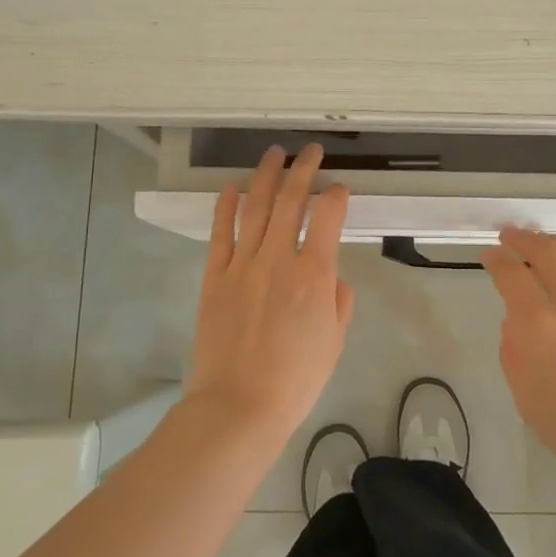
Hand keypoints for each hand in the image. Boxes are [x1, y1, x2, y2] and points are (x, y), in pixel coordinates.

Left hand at [186, 144, 354, 443]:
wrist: (239, 405)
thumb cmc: (295, 379)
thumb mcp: (334, 341)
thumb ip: (339, 300)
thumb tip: (331, 276)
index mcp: (314, 274)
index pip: (327, 216)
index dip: (337, 196)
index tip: (340, 190)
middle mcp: (278, 258)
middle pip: (292, 200)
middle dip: (304, 169)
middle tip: (311, 151)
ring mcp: (242, 264)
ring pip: (256, 207)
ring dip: (267, 175)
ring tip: (275, 154)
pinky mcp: (214, 276)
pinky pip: (220, 232)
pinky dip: (225, 205)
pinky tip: (230, 186)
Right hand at [480, 228, 555, 494]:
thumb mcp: (526, 398)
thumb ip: (514, 351)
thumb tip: (517, 322)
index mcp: (541, 325)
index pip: (511, 273)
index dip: (496, 259)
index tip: (490, 256)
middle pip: (546, 251)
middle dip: (523, 238)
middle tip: (511, 236)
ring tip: (546, 245)